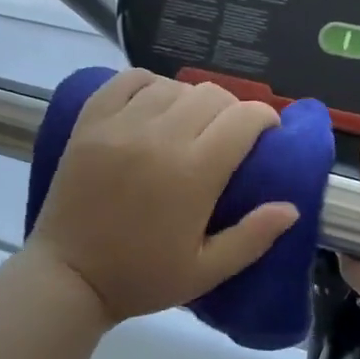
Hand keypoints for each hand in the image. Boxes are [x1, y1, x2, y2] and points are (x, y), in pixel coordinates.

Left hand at [26, 70, 299, 323]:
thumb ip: (252, 238)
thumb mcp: (205, 272)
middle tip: (228, 137)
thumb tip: (291, 207)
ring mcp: (120, 125)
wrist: (68, 276)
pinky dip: (150, 86)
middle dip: (232, 111)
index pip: (244, 118)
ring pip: (174, 85)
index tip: (266, 137)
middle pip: (213, 95)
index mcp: (193, 173)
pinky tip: (154, 107)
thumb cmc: (140, 278)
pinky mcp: (90, 121)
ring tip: (189, 125)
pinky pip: (128, 80)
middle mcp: (159, 137)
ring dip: (192, 100)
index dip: (265, 120)